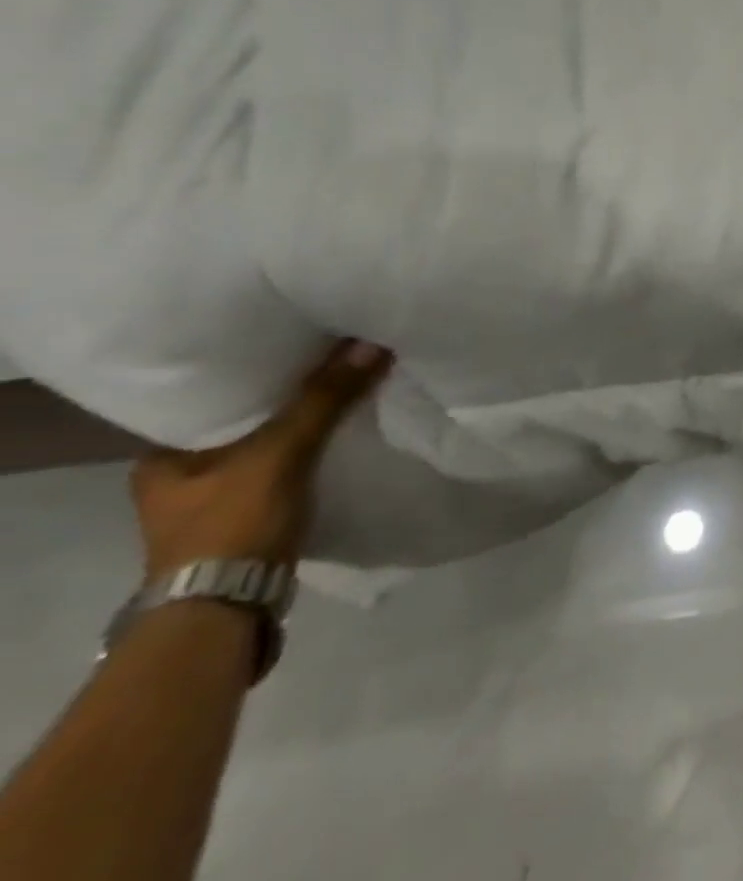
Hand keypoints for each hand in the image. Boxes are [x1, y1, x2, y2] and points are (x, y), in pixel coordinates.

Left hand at [130, 339, 392, 577]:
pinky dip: (308, 454)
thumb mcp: (282, 452)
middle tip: (330, 365)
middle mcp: (177, 479)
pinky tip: (336, 439)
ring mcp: (210, 504)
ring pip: (266, 447)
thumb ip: (326, 398)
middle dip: (287, 399)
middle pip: (245, 422)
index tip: (299, 348)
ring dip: (302, 427)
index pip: (214, 398)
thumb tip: (372, 343)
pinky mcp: (244, 521)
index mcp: (160, 459)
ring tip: (342, 395)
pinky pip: (283, 469)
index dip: (258, 371)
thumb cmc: (232, 522)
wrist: (226, 609)